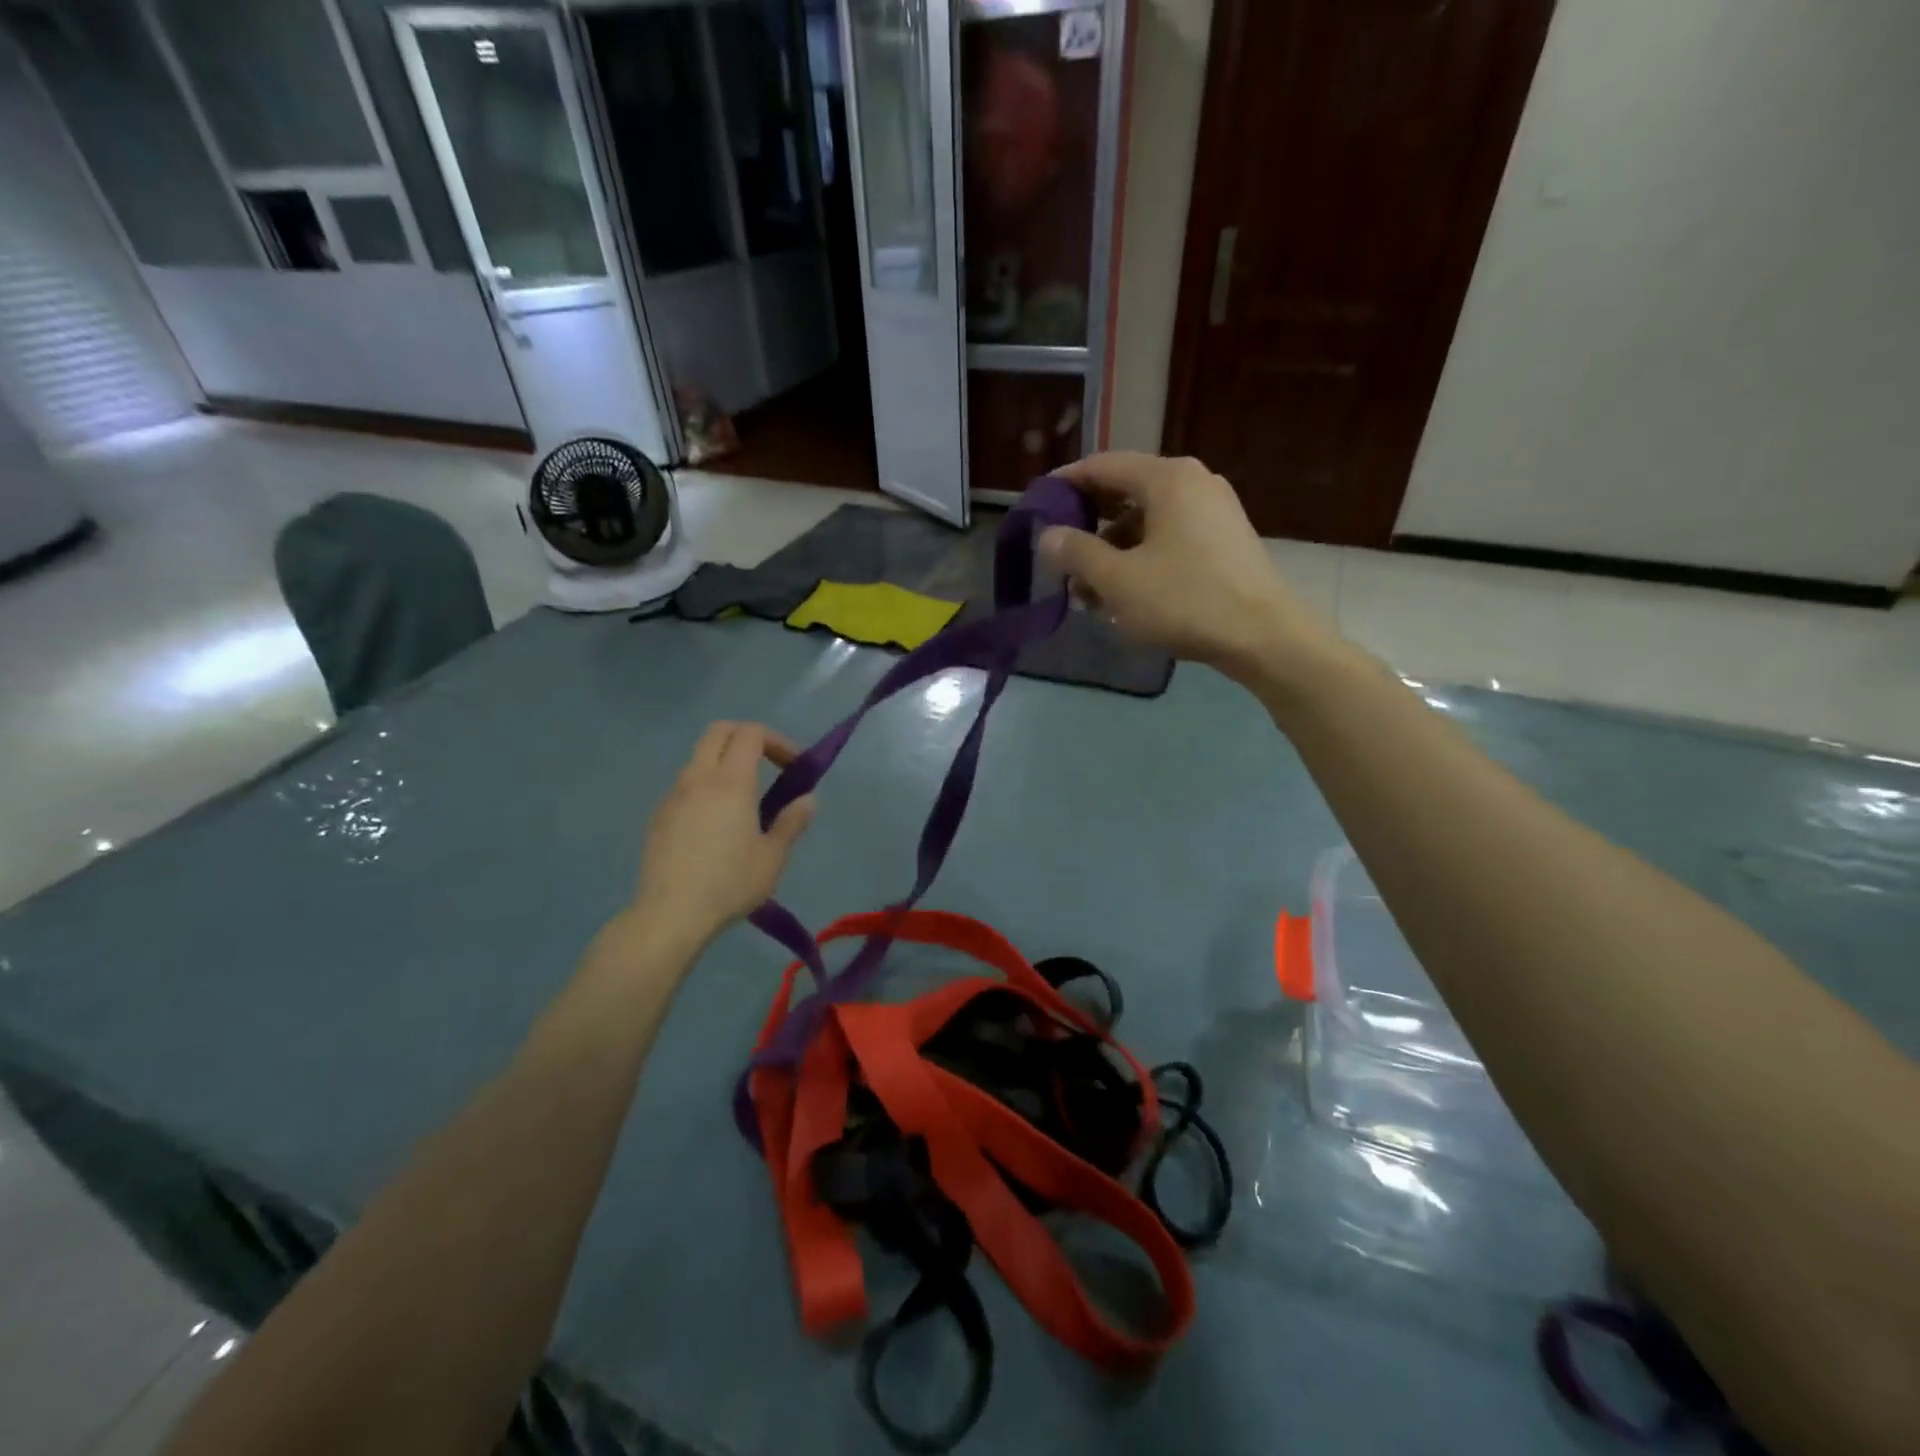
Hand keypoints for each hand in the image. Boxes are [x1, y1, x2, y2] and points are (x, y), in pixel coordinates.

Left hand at [631, 722, 816, 948]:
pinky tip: (715, 825)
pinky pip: (685, 785)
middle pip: (719, 731)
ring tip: (744, 801)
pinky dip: (706, 787)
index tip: (793, 767)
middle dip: (747, 737)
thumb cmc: (729, 883)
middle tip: (768, 766)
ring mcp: (673, 795)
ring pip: (699, 758)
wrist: (670, 915)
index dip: (777, 740)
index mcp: (731, 781)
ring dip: (724, 763)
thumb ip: (792, 822)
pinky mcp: (658, 816)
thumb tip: (808, 800)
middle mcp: (698, 778)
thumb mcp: (772, 857)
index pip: (751, 733)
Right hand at [1040, 453, 1336, 682]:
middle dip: (1088, 525)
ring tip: (1089, 591)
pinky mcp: (1224, 539)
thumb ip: (1076, 553)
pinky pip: (1170, 537)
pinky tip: (1126, 594)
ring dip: (1112, 549)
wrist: (1263, 637)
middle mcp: (1193, 482)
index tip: (1038, 506)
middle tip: (1060, 555)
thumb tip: (1048, 535)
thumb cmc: (1184, 601)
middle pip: (1125, 492)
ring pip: (1147, 520)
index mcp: (1167, 478)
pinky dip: (1141, 557)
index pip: (1102, 465)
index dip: (1065, 484)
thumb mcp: (1118, 580)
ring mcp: (1214, 510)